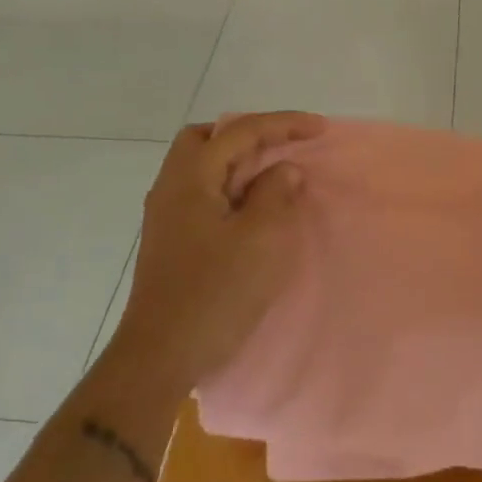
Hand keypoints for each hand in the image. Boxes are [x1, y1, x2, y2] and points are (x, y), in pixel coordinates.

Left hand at [106, 111, 325, 393]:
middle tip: (285, 147)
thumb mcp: (262, 239)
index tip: (320, 128)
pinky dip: (232, 188)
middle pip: (210, 139)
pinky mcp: (172, 240)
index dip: (283, 124)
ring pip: (205, 167)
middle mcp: (172, 187)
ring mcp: (167, 215)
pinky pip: (205, 193)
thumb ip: (276, 194)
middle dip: (251, 135)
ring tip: (275, 177)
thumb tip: (283, 171)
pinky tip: (253, 210)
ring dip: (240, 163)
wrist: (160, 356)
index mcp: (190, 177)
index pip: (240, 131)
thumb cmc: (216, 293)